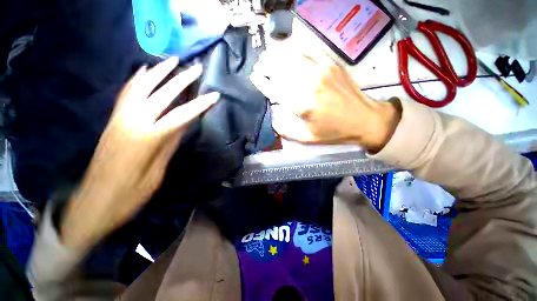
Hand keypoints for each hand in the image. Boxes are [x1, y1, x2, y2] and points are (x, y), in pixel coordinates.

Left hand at [61, 57, 218, 251]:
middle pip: (161, 94)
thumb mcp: (157, 172)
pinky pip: (126, 94)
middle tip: (196, 68)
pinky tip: (144, 71)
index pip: (181, 116)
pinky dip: (137, 80)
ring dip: (158, 72)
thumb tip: (182, 124)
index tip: (214, 95)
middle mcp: (132, 122)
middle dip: (181, 80)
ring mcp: (120, 119)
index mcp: (148, 138)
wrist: (94, 203)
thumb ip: (170, 144)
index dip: (200, 105)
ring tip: (172, 60)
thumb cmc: (130, 194)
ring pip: (141, 88)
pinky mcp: (113, 121)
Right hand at [250, 48, 399, 151]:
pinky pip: (310, 50)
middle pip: (281, 69)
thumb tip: (273, 121)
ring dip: (278, 55)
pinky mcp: (331, 64)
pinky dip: (297, 49)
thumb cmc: (334, 132)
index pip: (274, 88)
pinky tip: (290, 50)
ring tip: (270, 55)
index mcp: (301, 104)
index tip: (254, 77)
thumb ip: (286, 131)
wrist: (364, 120)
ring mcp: (321, 70)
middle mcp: (308, 84)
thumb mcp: (307, 138)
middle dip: (267, 65)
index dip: (262, 82)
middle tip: (260, 65)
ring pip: (293, 56)